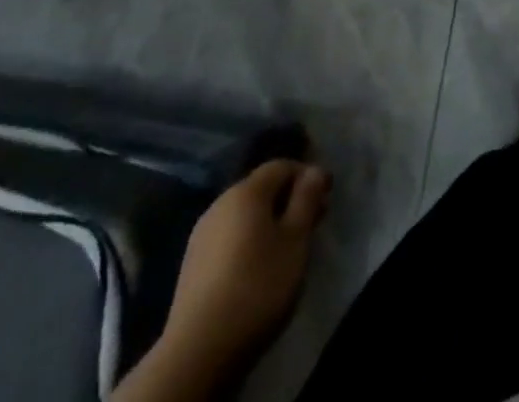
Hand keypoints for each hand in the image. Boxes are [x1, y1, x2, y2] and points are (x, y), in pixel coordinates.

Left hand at [115, 161, 331, 401]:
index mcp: (246, 191)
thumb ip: (307, 199)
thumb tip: (314, 170)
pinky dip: (249, 241)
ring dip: (269, 221)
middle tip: (312, 223)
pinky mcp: (192, 265)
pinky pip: (229, 237)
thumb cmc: (257, 286)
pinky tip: (258, 267)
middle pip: (261, 189)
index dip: (307, 175)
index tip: (326, 196)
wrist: (197, 352)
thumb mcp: (296, 240)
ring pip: (244, 215)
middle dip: (289, 199)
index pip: (281, 166)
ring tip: (288, 248)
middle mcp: (220, 204)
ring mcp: (201, 235)